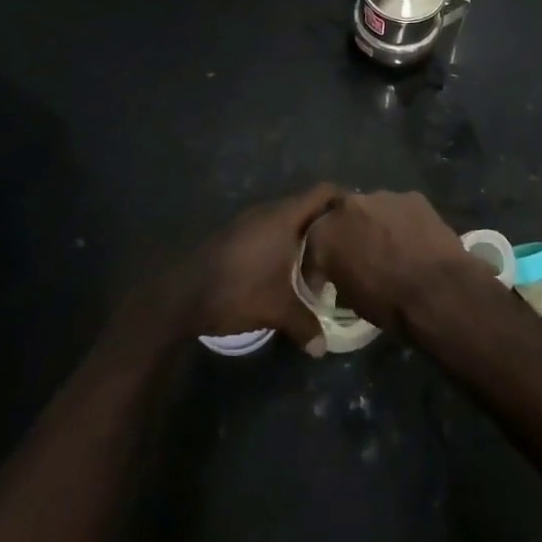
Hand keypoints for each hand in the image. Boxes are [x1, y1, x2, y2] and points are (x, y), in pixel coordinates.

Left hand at [180, 185, 344, 351]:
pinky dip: (280, 244)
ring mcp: (247, 221)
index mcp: (284, 216)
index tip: (359, 214)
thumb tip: (323, 348)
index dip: (342, 198)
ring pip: (284, 220)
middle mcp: (267, 211)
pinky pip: (267, 230)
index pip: (322, 192)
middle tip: (343, 246)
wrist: (181, 294)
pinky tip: (283, 269)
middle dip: (324, 224)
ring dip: (299, 236)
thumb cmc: (238, 290)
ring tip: (317, 260)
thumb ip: (305, 324)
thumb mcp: (277, 310)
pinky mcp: (232, 235)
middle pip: (305, 206)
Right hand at [305, 189, 479, 332]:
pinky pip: (400, 209)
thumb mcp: (349, 299)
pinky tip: (414, 240)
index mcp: (324, 234)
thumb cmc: (388, 304)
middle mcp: (348, 206)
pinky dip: (403, 222)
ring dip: (376, 224)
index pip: (313, 244)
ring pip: (373, 209)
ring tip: (391, 246)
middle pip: (342, 216)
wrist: (437, 291)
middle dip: (348, 232)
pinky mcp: (412, 196)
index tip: (327, 277)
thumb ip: (339, 275)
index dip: (320, 261)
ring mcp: (382, 196)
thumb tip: (344, 273)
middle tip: (361, 253)